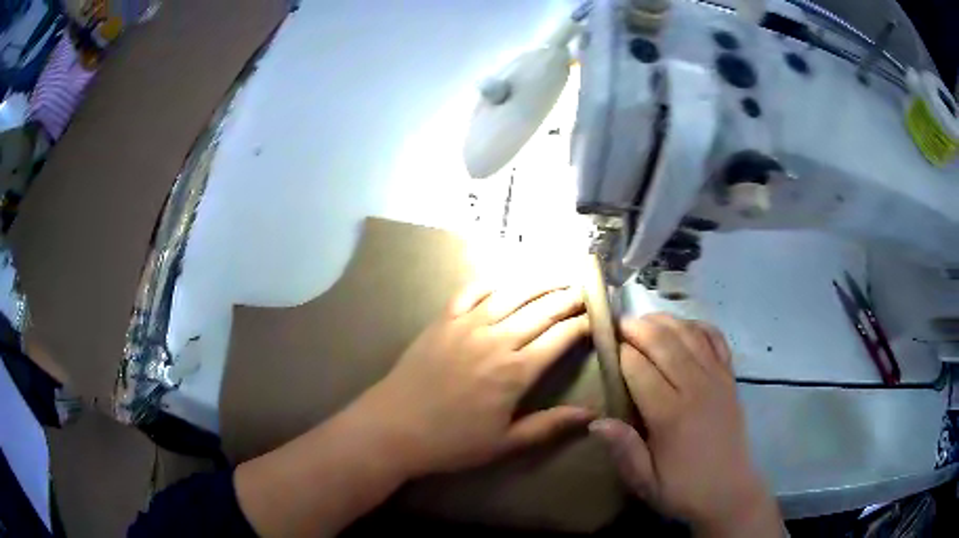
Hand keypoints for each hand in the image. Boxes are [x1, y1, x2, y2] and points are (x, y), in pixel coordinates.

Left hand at [361, 281, 594, 476]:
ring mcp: (467, 325)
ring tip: (559, 276)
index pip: (560, 338)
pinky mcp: (443, 319)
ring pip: (512, 293)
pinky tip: (507, 280)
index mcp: (515, 372)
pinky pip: (472, 290)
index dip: (583, 325)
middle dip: (569, 298)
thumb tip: (592, 414)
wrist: (393, 427)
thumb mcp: (505, 443)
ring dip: (539, 282)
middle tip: (586, 290)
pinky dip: (493, 281)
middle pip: (542, 309)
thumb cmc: (451, 442)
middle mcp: (496, 339)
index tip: (598, 318)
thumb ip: (549, 426)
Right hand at [589, 314, 780, 536]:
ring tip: (645, 320)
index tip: (604, 347)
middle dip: (638, 327)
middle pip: (665, 342)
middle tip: (618, 323)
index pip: (640, 368)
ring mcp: (717, 379)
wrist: (729, 492)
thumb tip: (595, 421)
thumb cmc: (682, 489)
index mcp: (671, 415)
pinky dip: (700, 326)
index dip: (620, 353)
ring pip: (690, 335)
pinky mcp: (730, 379)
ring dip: (665, 321)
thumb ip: (623, 450)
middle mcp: (696, 388)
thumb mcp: (645, 482)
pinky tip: (686, 326)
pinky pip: (716, 341)